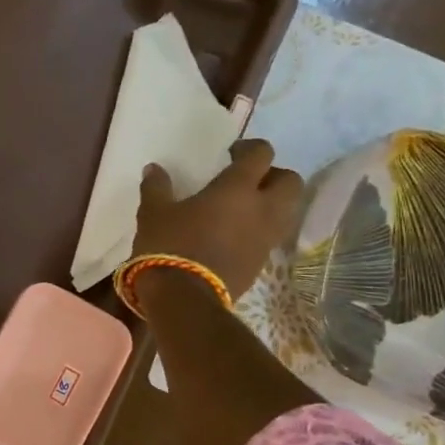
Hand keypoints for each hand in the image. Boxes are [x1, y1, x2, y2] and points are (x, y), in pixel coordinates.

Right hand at [132, 139, 304, 298]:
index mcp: (236, 189)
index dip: (250, 148)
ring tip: (245, 208)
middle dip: (274, 175)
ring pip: (288, 210)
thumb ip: (157, 187)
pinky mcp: (262, 261)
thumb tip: (154, 169)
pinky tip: (236, 233)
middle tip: (248, 180)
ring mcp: (266, 237)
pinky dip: (262, 228)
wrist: (184, 296)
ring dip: (273, 203)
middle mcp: (262, 209)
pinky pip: (272, 235)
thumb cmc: (169, 245)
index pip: (261, 154)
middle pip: (290, 181)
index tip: (231, 153)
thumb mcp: (153, 212)